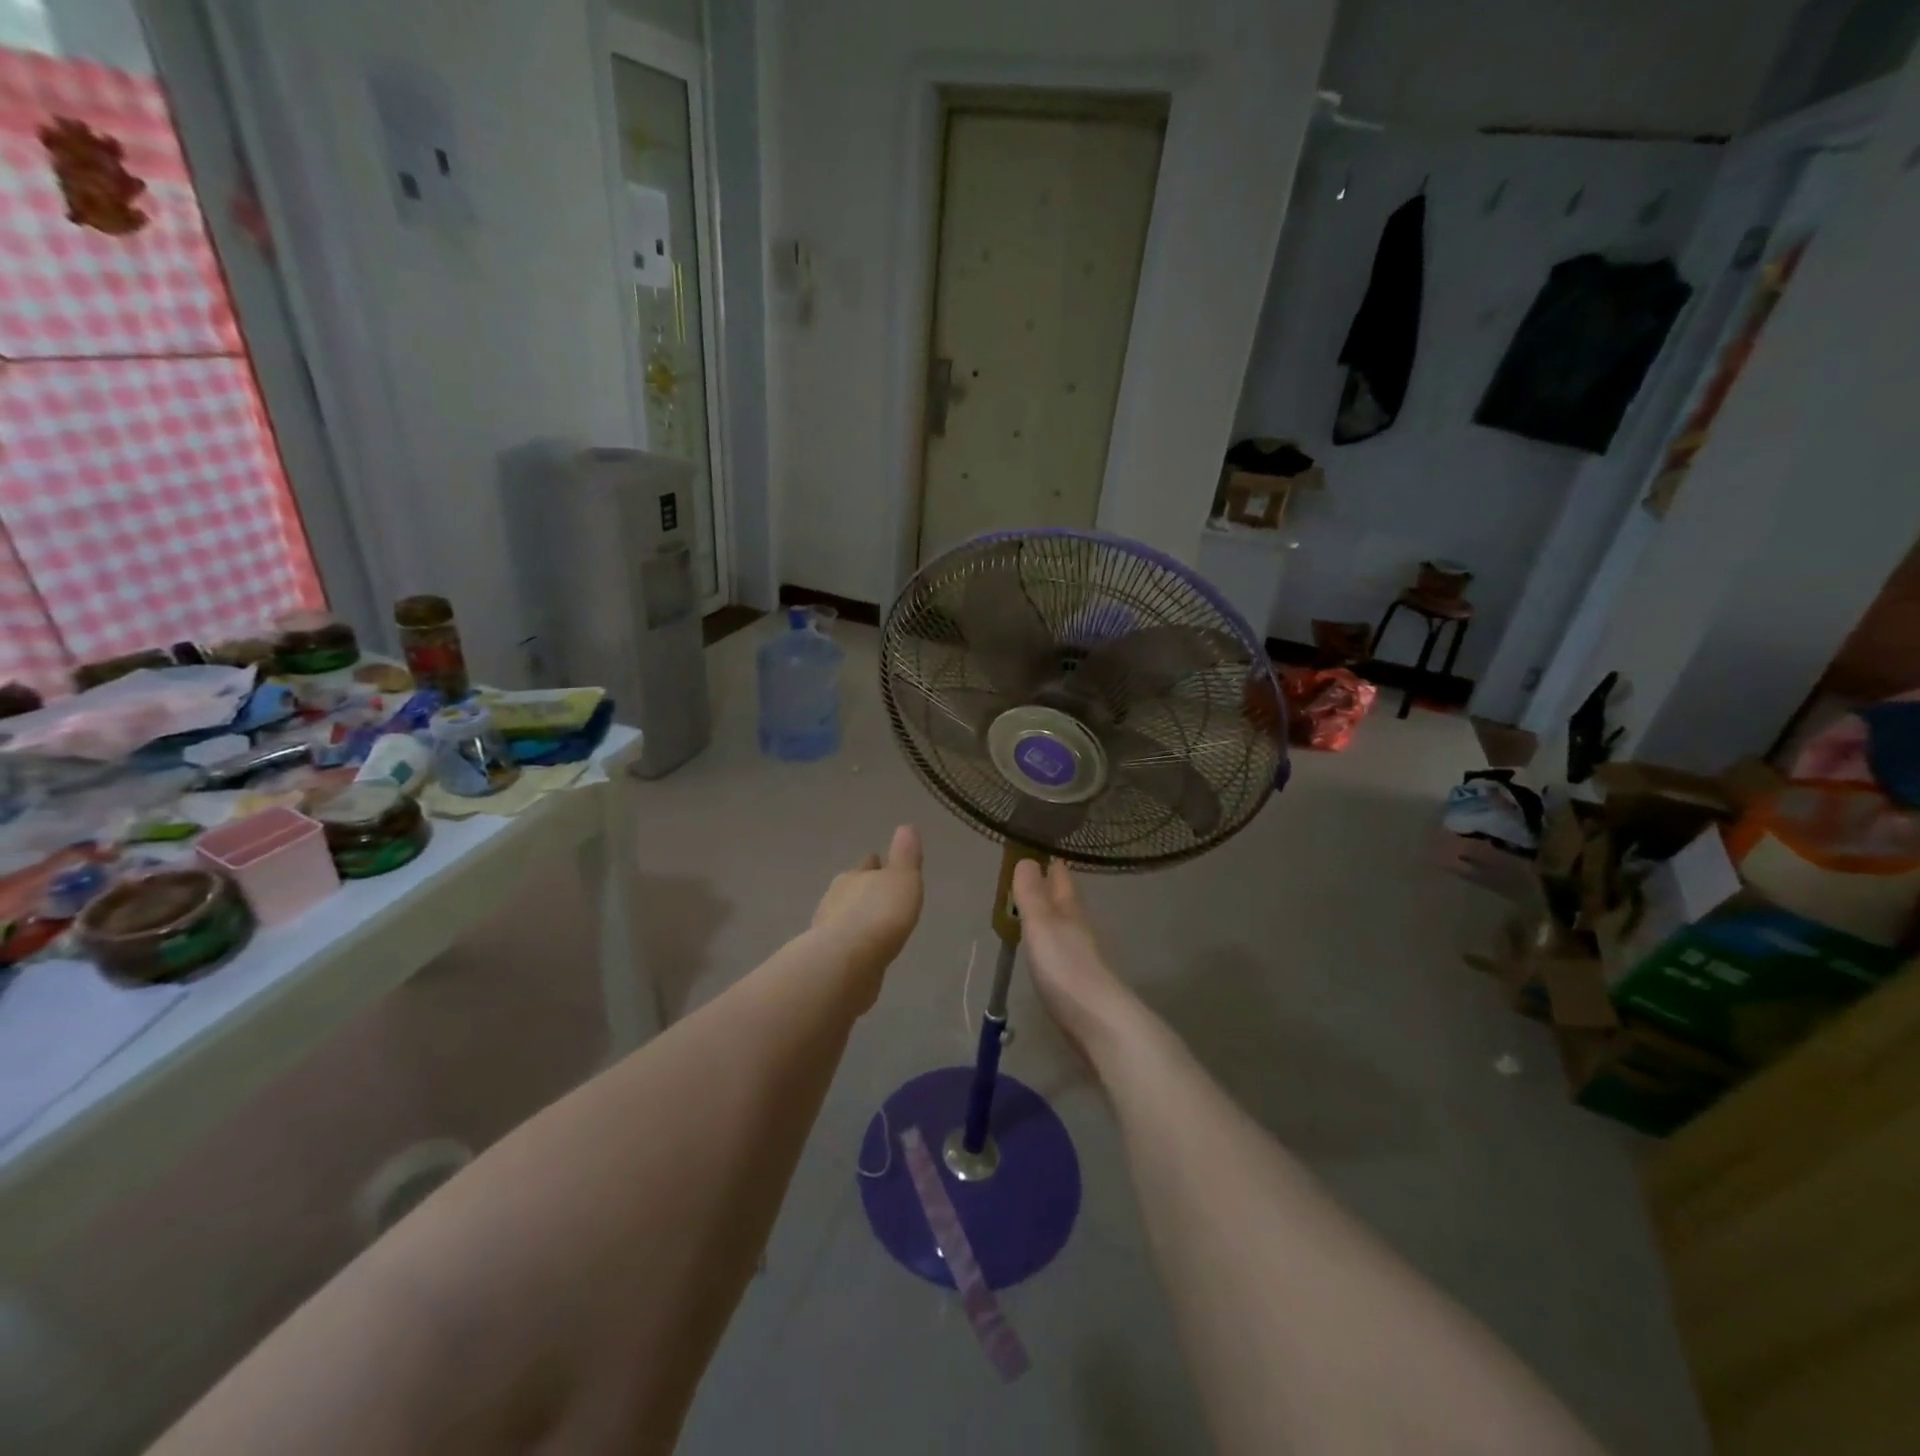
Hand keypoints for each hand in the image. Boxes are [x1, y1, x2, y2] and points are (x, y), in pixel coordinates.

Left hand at [812, 826, 923, 1000]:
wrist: (847, 962)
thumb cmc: (880, 914)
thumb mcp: (903, 879)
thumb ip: (905, 855)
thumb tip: (906, 826)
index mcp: (854, 876)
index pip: (866, 865)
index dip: (876, 865)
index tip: (881, 864)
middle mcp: (835, 898)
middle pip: (851, 889)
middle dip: (863, 891)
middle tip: (878, 897)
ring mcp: (827, 930)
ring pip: (845, 917)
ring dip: (857, 920)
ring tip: (873, 927)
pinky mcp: (828, 960)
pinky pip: (845, 945)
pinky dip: (854, 945)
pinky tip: (864, 953)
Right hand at [1012, 859, 1131, 1061]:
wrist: (1099, 1023)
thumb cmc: (1065, 968)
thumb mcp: (1041, 925)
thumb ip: (1032, 894)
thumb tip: (1028, 859)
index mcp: (1071, 910)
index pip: (1062, 879)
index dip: (1052, 865)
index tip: (1042, 851)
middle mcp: (1080, 929)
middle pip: (1066, 902)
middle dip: (1053, 889)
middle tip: (1035, 877)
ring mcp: (1083, 957)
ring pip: (1066, 927)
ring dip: (1053, 917)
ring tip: (1035, 913)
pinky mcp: (1080, 984)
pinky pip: (1063, 953)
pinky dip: (1053, 945)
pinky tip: (1045, 953)